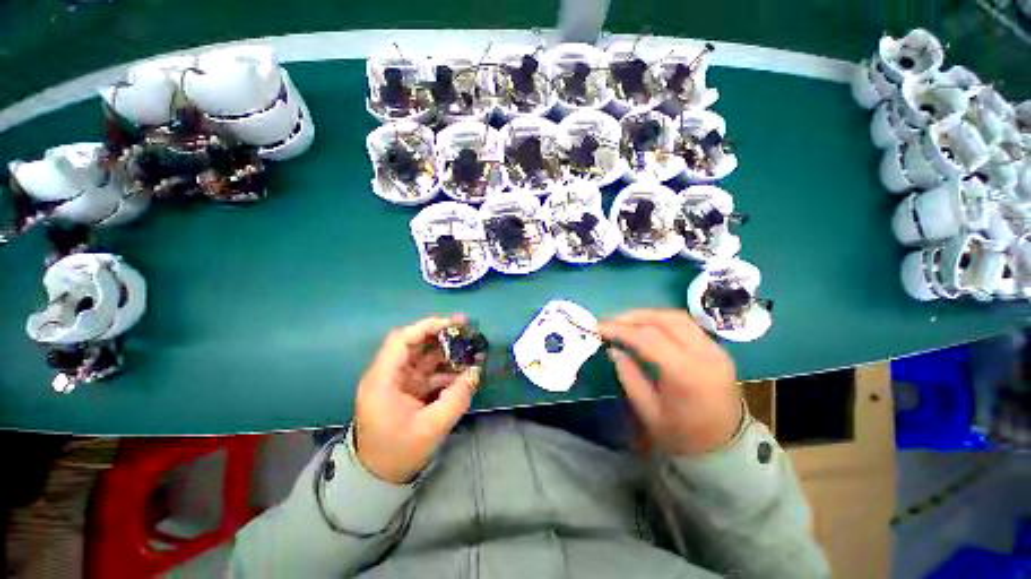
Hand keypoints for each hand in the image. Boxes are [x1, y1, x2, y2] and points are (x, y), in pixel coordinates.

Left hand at [353, 315, 479, 483]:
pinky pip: (427, 370)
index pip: (400, 341)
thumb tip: (475, 372)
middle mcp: (387, 375)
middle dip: (440, 334)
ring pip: (422, 355)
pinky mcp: (406, 388)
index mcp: (383, 381)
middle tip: (466, 328)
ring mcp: (397, 381)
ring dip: (446, 350)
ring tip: (470, 346)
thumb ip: (456, 399)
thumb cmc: (398, 453)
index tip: (451, 324)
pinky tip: (463, 368)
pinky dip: (445, 367)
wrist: (378, 476)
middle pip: (413, 343)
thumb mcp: (431, 428)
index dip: (425, 327)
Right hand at [598, 309, 741, 455]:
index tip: (598, 327)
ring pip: (677, 317)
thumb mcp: (648, 412)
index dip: (619, 329)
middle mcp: (705, 355)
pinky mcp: (719, 350)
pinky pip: (687, 325)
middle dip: (633, 316)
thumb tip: (614, 349)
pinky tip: (647, 327)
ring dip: (648, 315)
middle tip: (610, 320)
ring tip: (625, 321)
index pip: (647, 338)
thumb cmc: (683, 438)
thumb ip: (629, 376)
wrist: (728, 452)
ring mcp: (716, 350)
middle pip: (665, 319)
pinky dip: (662, 321)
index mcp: (686, 374)